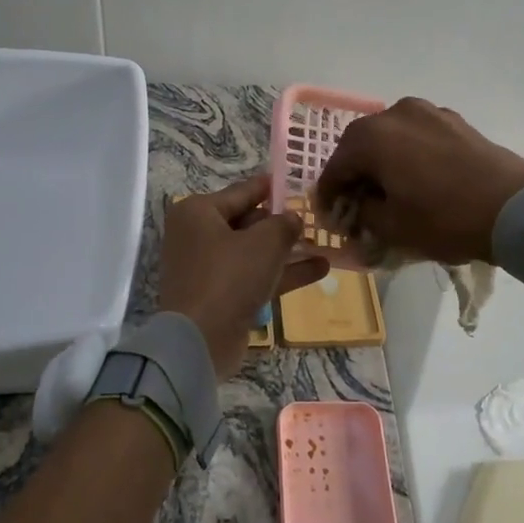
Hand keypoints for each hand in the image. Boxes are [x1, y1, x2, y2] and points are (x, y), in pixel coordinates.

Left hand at [157, 176, 329, 377]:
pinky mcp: (221, 296)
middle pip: (248, 221)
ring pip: (254, 252)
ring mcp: (208, 268)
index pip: (243, 191)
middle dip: (282, 223)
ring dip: (288, 250)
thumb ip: (284, 224)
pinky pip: (255, 276)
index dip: (273, 187)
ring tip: (324, 243)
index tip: (298, 181)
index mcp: (199, 212)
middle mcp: (199, 235)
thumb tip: (293, 218)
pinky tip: (320, 269)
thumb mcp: (264, 243)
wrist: (199, 341)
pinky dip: (282, 273)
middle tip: (317, 218)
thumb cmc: (229, 277)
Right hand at [315, 98, 523, 264]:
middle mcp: (395, 113)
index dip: (328, 193)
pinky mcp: (454, 120)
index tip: (330, 215)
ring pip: (390, 135)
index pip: (336, 166)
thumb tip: (358, 204)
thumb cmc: (444, 219)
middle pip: (360, 143)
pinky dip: (408, 152)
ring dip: (382, 159)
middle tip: (356, 201)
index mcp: (372, 137)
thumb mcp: (392, 227)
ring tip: (388, 187)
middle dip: (354, 171)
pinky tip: (417, 176)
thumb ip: (363, 212)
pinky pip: (417, 134)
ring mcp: (428, 111)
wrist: (514, 208)